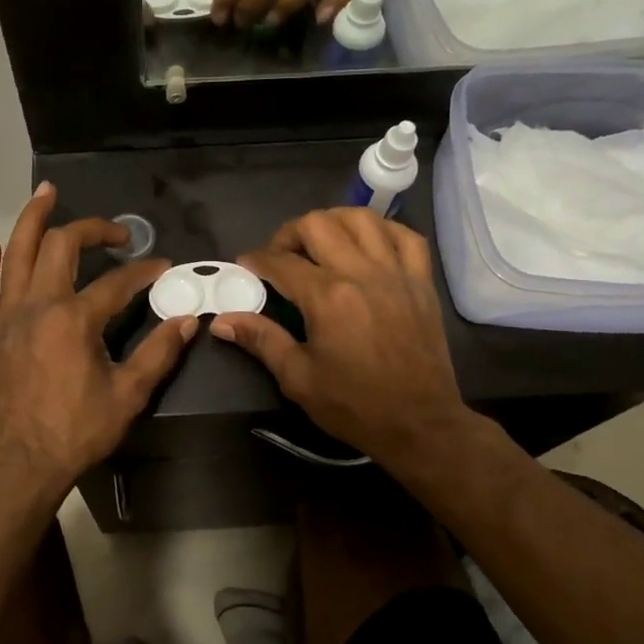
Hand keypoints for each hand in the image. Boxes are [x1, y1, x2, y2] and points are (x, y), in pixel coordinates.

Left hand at [0, 184, 198, 507]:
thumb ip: (159, 352)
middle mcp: (38, 305)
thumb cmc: (78, 431)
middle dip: (92, 230)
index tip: (163, 268)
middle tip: (116, 232)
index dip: (144, 272)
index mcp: (75, 319)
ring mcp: (8, 316)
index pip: (117, 282)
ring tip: (47, 192)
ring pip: (16, 253)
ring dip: (32, 218)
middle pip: (61, 246)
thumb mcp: (129, 394)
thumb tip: (187, 320)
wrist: (22, 463)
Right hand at [210, 209, 469, 468]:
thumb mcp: (298, 378)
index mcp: (327, 298)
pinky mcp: (421, 281)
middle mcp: (361, 273)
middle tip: (281, 257)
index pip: (281, 262)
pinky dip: (382, 230)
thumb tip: (221, 321)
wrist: (420, 425)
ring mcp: (396, 273)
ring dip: (333, 222)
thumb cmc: (355, 405)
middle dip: (289, 234)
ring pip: (362, 218)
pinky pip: (405, 236)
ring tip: (321, 243)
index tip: (246, 266)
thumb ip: (261, 340)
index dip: (256, 260)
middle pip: (318, 225)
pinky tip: (367, 244)